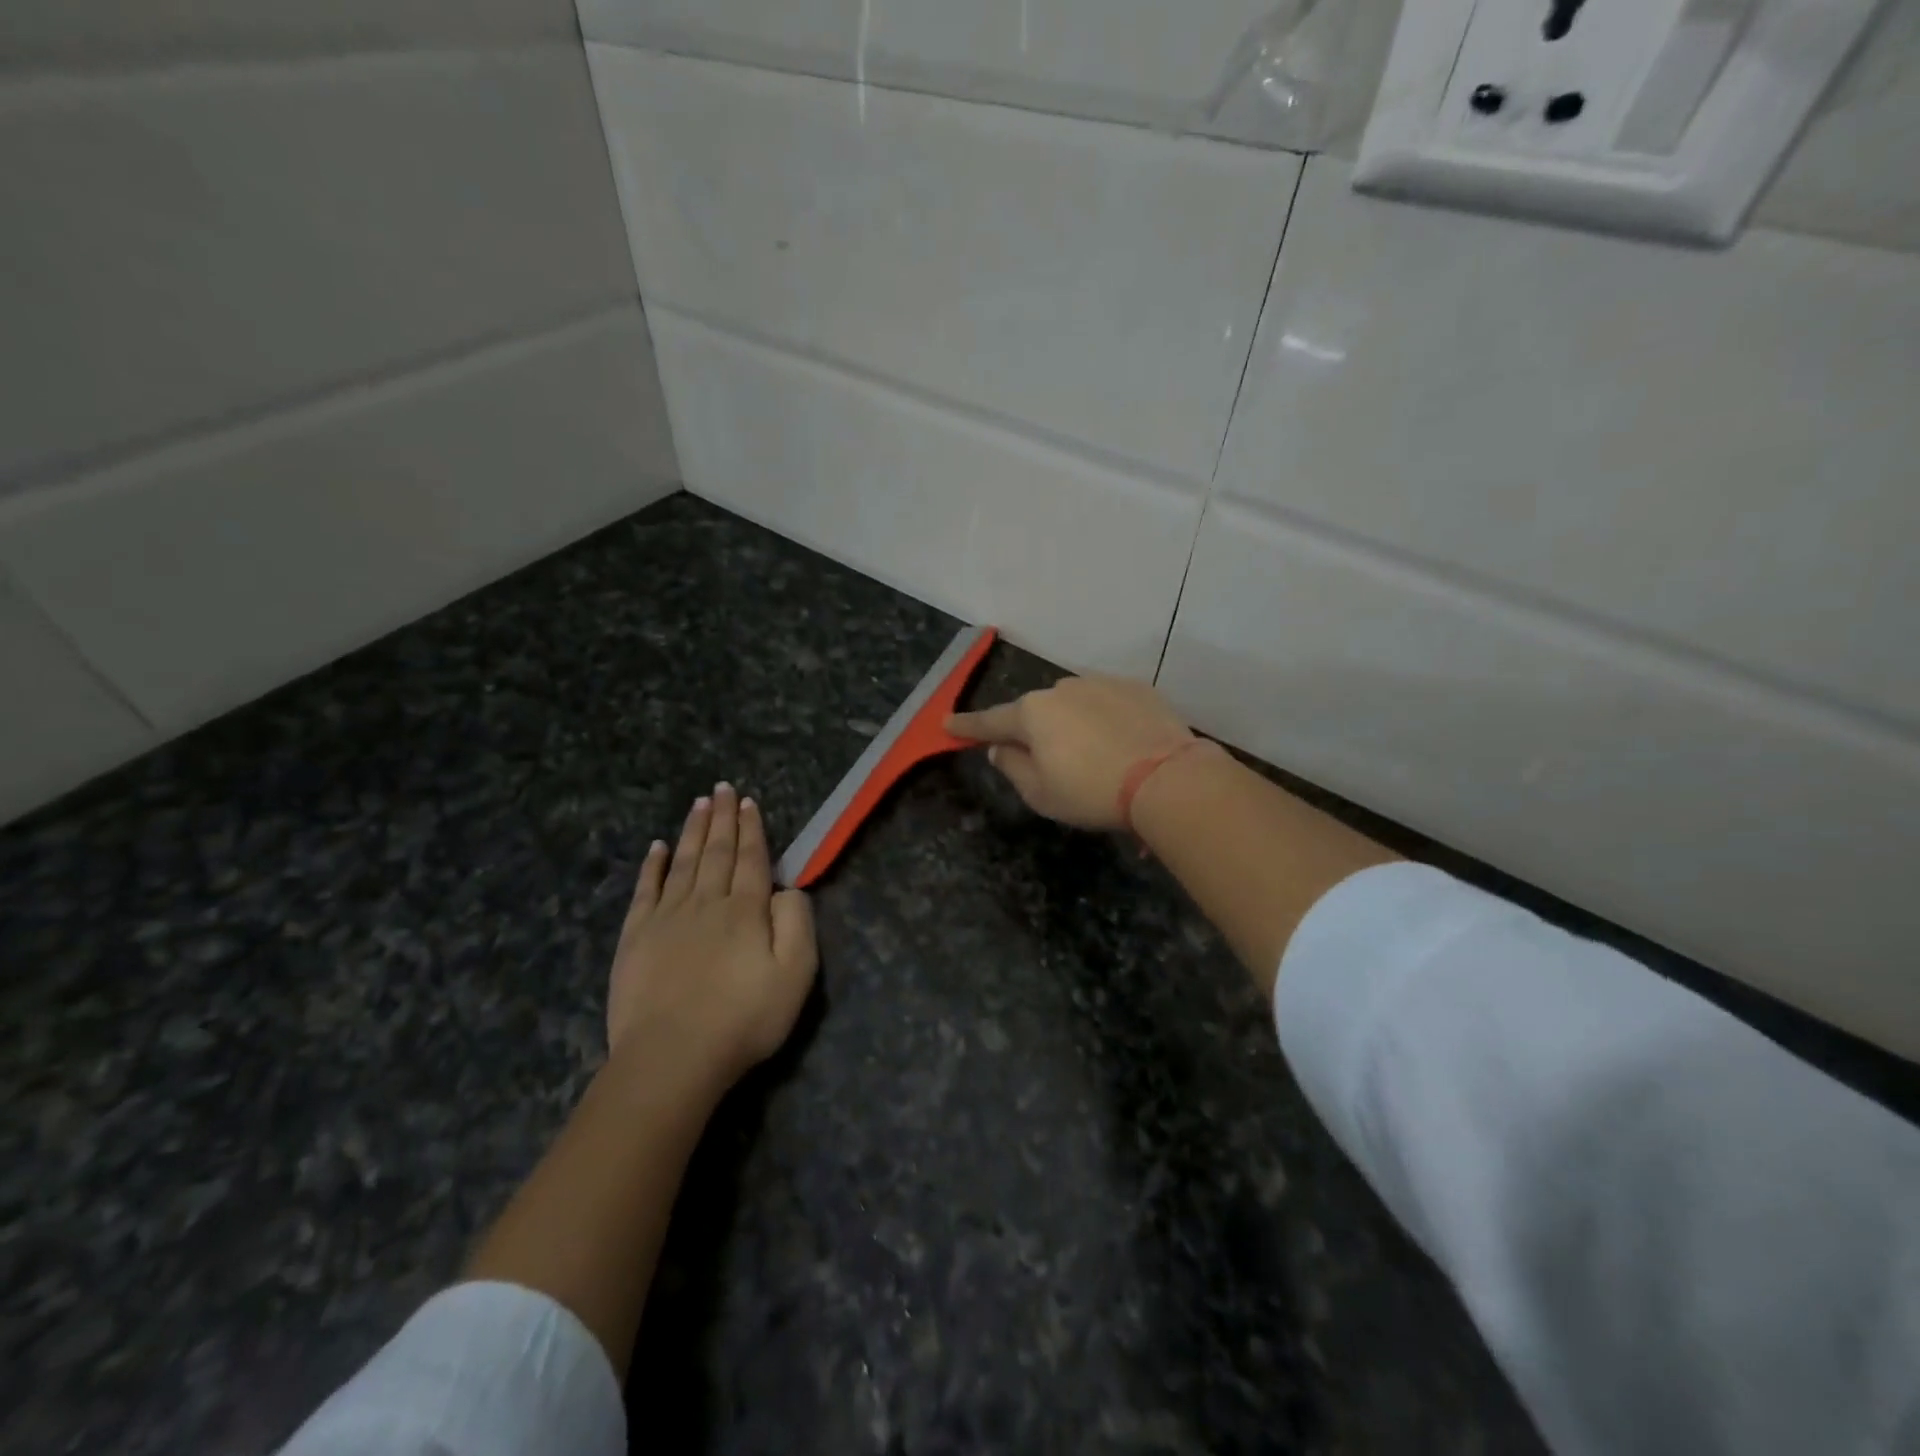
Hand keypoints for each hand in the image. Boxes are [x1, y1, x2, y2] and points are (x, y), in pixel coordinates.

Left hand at [608, 783, 817, 1086]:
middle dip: (722, 818)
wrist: (672, 1057)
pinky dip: (652, 866)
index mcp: (746, 910)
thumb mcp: (795, 975)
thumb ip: (797, 923)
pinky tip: (656, 847)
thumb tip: (787, 890)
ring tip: (699, 803)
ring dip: (692, 830)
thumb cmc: (743, 1019)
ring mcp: (667, 917)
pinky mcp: (636, 937)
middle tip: (723, 787)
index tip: (748, 802)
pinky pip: (646, 890)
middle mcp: (707, 902)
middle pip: (717, 852)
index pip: (752, 859)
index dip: (752, 829)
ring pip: (683, 862)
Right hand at [948, 675, 1194, 830]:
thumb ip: (1012, 767)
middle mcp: (1062, 689)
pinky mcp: (1136, 687)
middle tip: (1047, 762)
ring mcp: (1101, 683)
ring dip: (1073, 725)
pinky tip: (1120, 744)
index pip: (990, 721)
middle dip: (1034, 732)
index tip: (947, 724)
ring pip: (1073, 705)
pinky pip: (1107, 703)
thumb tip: (1000, 748)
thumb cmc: (1092, 792)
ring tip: (1093, 757)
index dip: (967, 726)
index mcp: (1032, 714)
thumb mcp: (1041, 793)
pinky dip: (1105, 721)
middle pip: (1036, 712)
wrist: (1167, 778)